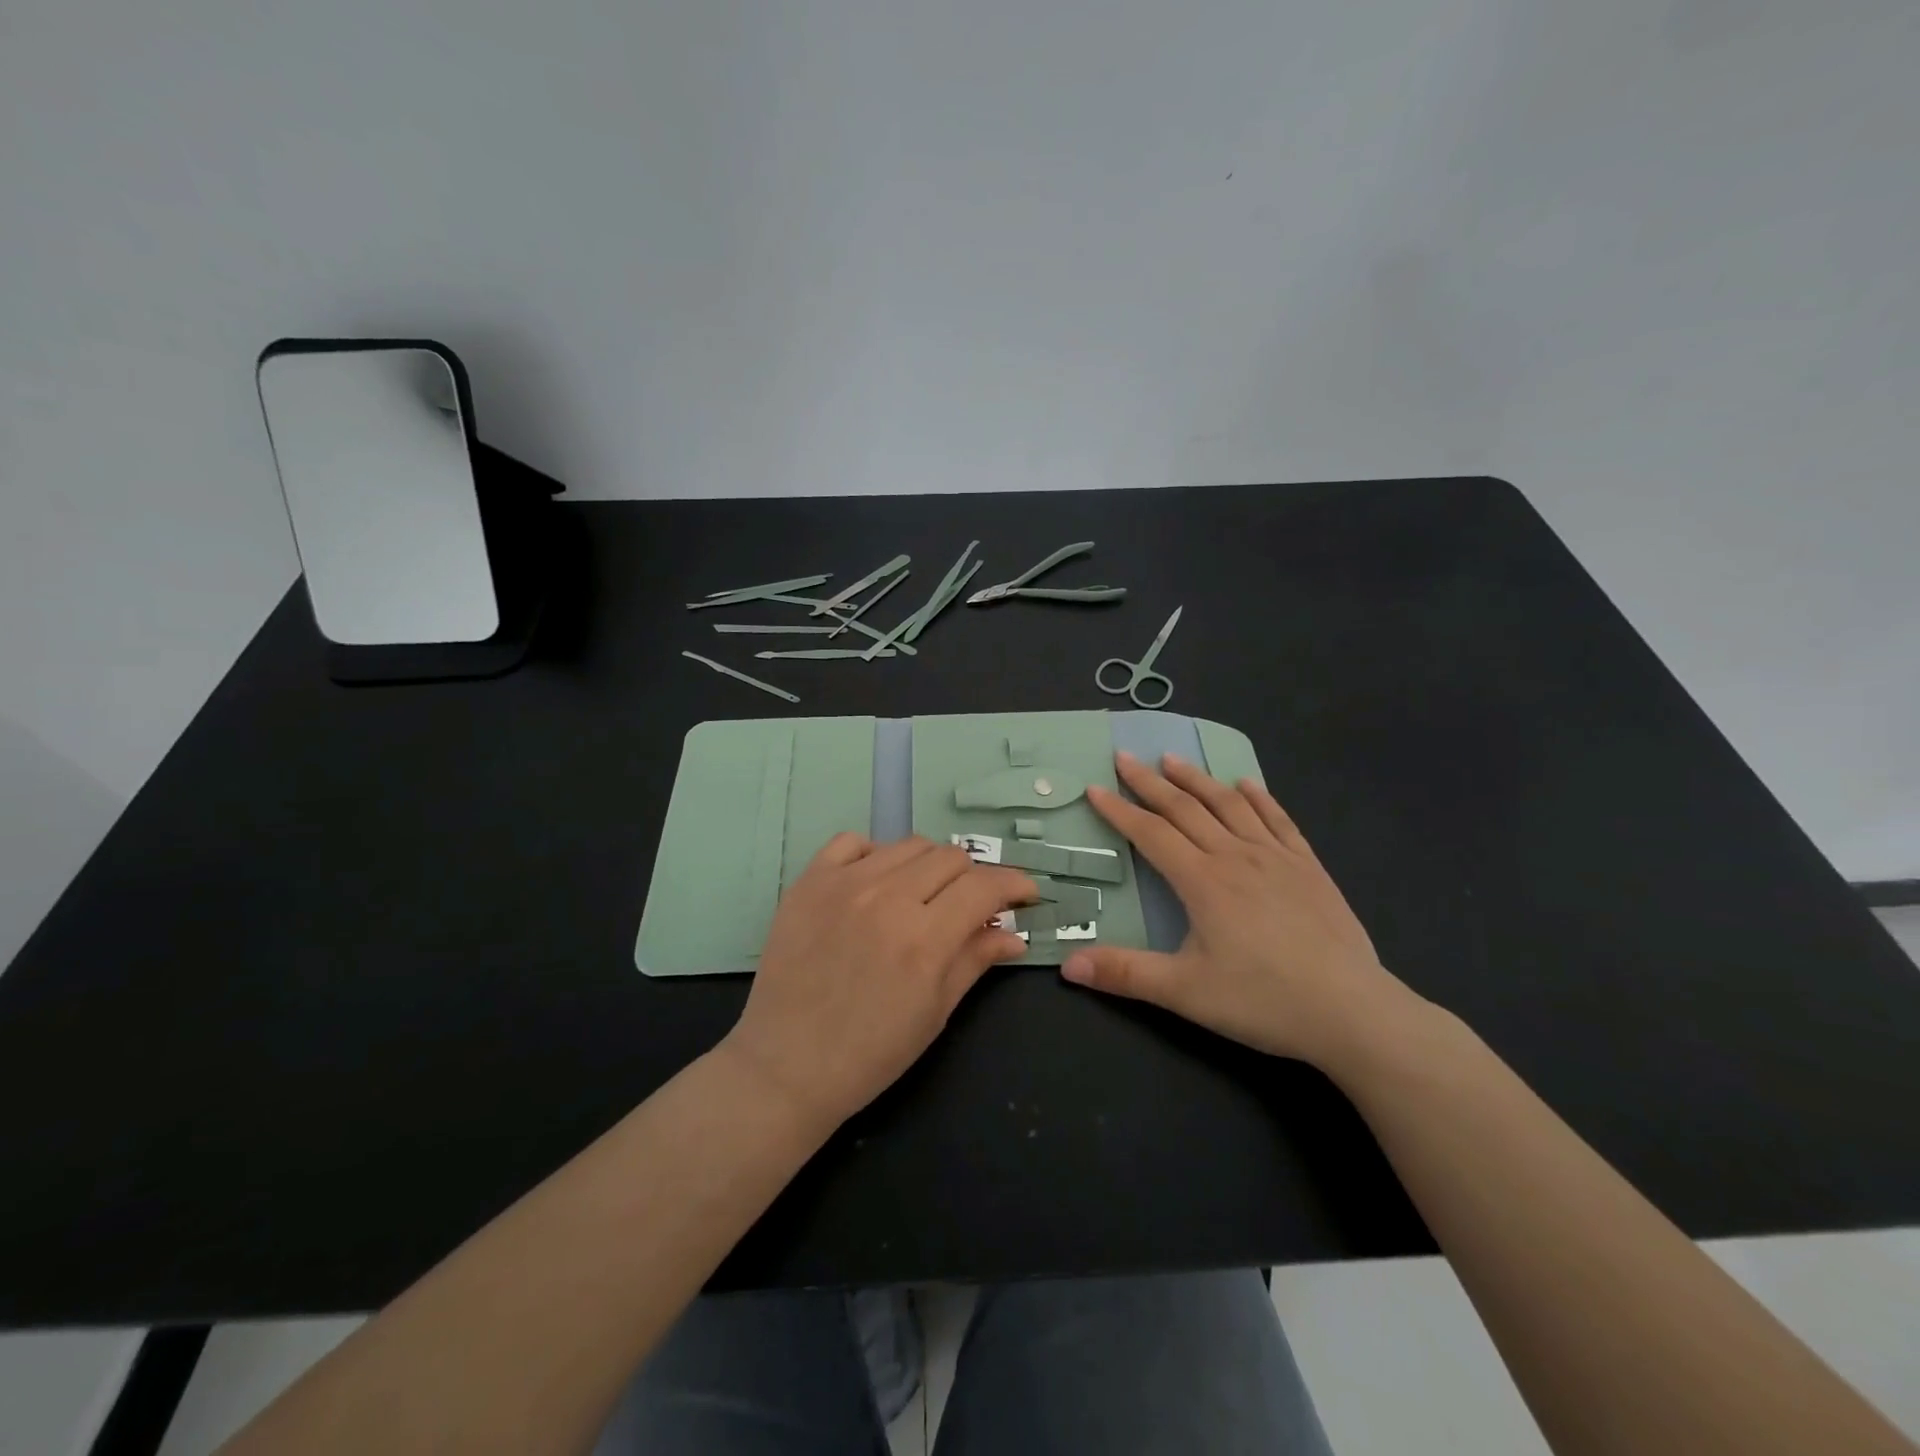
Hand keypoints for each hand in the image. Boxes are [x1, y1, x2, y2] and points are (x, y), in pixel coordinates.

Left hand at [720, 834, 1034, 1129]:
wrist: (786, 1066)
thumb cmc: (870, 1052)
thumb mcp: (935, 1013)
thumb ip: (976, 960)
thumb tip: (1014, 934)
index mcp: (924, 939)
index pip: (984, 886)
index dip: (1014, 884)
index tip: (1025, 894)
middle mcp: (886, 898)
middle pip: (950, 857)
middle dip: (973, 878)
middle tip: (969, 905)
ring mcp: (843, 884)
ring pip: (907, 845)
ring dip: (928, 865)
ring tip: (923, 895)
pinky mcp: (808, 882)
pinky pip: (851, 842)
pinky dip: (874, 854)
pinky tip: (875, 882)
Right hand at [1064, 752, 1421, 1070]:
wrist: (1352, 1012)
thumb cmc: (1263, 1000)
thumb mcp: (1184, 992)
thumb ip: (1124, 973)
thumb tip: (1067, 964)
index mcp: (1202, 880)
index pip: (1150, 833)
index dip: (1119, 810)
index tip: (1095, 788)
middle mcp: (1236, 856)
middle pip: (1185, 808)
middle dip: (1150, 782)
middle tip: (1126, 757)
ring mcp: (1276, 857)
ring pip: (1229, 805)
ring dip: (1198, 779)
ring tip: (1174, 760)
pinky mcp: (1309, 868)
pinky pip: (1278, 820)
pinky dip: (1259, 797)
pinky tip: (1248, 784)